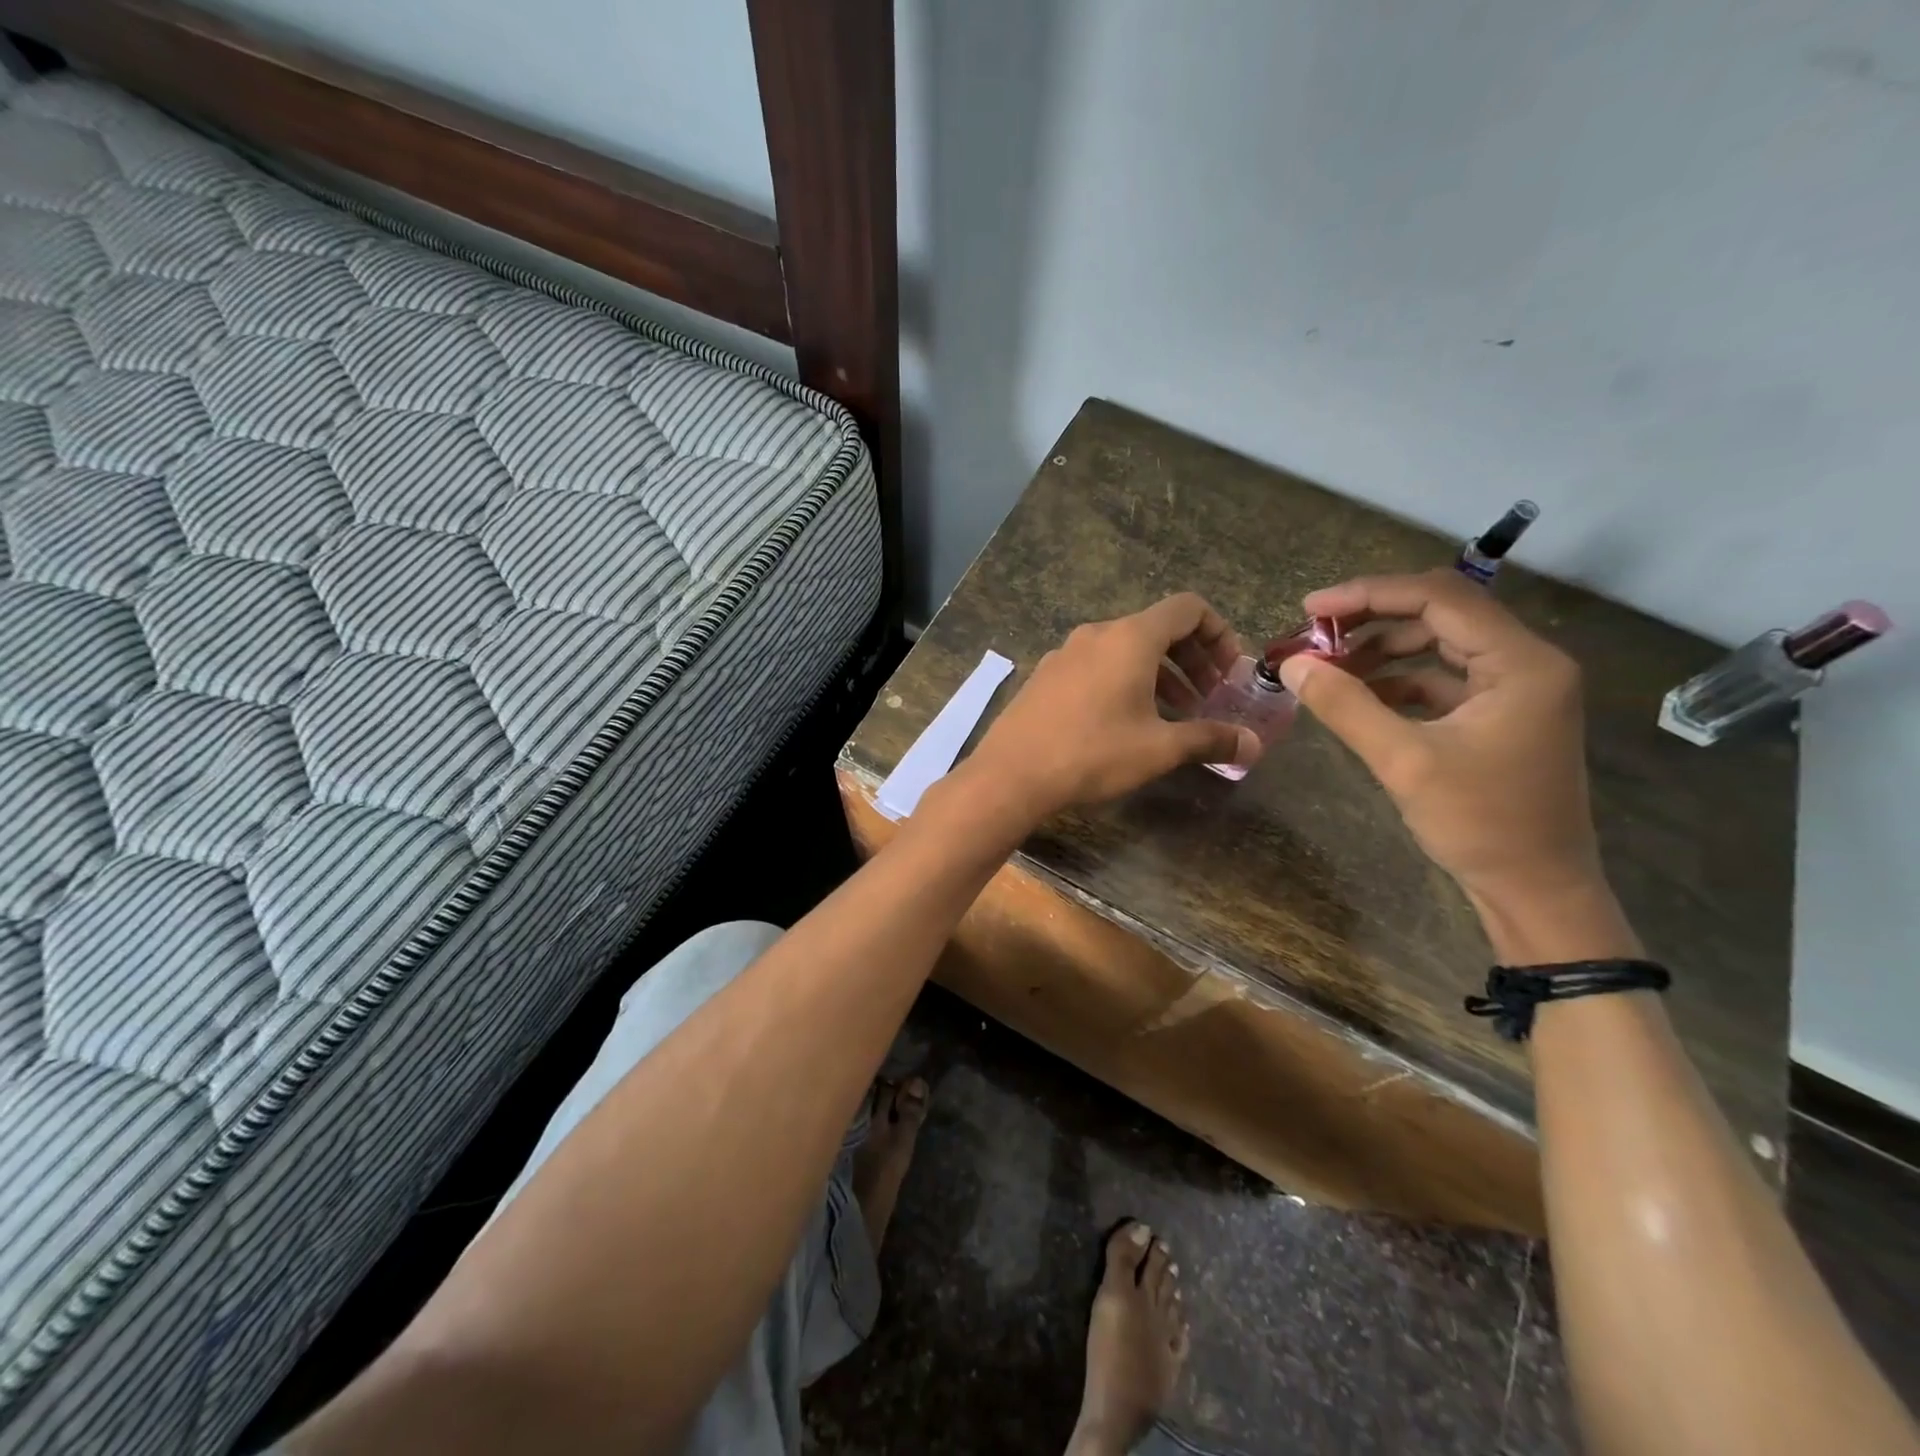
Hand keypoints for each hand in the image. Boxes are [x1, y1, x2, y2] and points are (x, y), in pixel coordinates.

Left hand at [967, 594, 1260, 816]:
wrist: (1011, 774)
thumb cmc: (1092, 753)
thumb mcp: (1158, 749)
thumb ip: (1209, 739)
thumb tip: (1253, 745)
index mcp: (1130, 638)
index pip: (1188, 608)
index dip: (1219, 633)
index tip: (1229, 672)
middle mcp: (1097, 634)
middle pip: (1157, 628)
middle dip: (1192, 659)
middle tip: (1208, 697)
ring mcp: (1065, 653)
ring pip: (1125, 650)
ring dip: (1159, 674)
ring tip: (1175, 714)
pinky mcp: (1046, 676)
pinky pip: (1096, 665)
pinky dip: (1124, 681)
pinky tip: (1126, 722)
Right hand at [1278, 570, 1605, 913]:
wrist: (1536, 889)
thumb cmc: (1479, 823)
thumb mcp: (1403, 761)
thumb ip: (1345, 706)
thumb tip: (1291, 664)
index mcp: (1521, 663)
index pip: (1439, 599)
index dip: (1369, 595)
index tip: (1310, 609)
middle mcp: (1526, 662)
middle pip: (1441, 613)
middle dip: (1372, 619)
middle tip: (1314, 635)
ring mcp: (1517, 688)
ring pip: (1440, 643)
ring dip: (1383, 649)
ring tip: (1329, 666)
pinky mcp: (1501, 713)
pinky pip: (1443, 677)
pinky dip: (1399, 679)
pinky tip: (1360, 696)